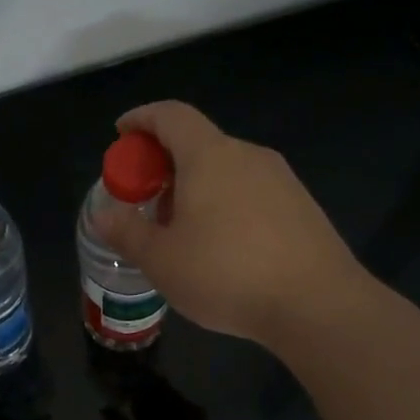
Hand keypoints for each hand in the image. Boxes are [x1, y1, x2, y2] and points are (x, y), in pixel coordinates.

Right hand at [89, 101, 374, 349]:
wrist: (316, 304)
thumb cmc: (226, 274)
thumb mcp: (161, 260)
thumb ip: (127, 232)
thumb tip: (103, 214)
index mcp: (209, 156)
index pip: (170, 115)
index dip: (141, 119)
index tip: (121, 133)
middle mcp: (247, 155)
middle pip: (198, 143)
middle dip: (164, 164)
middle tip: (145, 201)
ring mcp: (281, 179)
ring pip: (226, 170)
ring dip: (196, 188)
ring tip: (181, 231)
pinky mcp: (302, 206)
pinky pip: (251, 192)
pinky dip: (225, 203)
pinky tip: (222, 247)